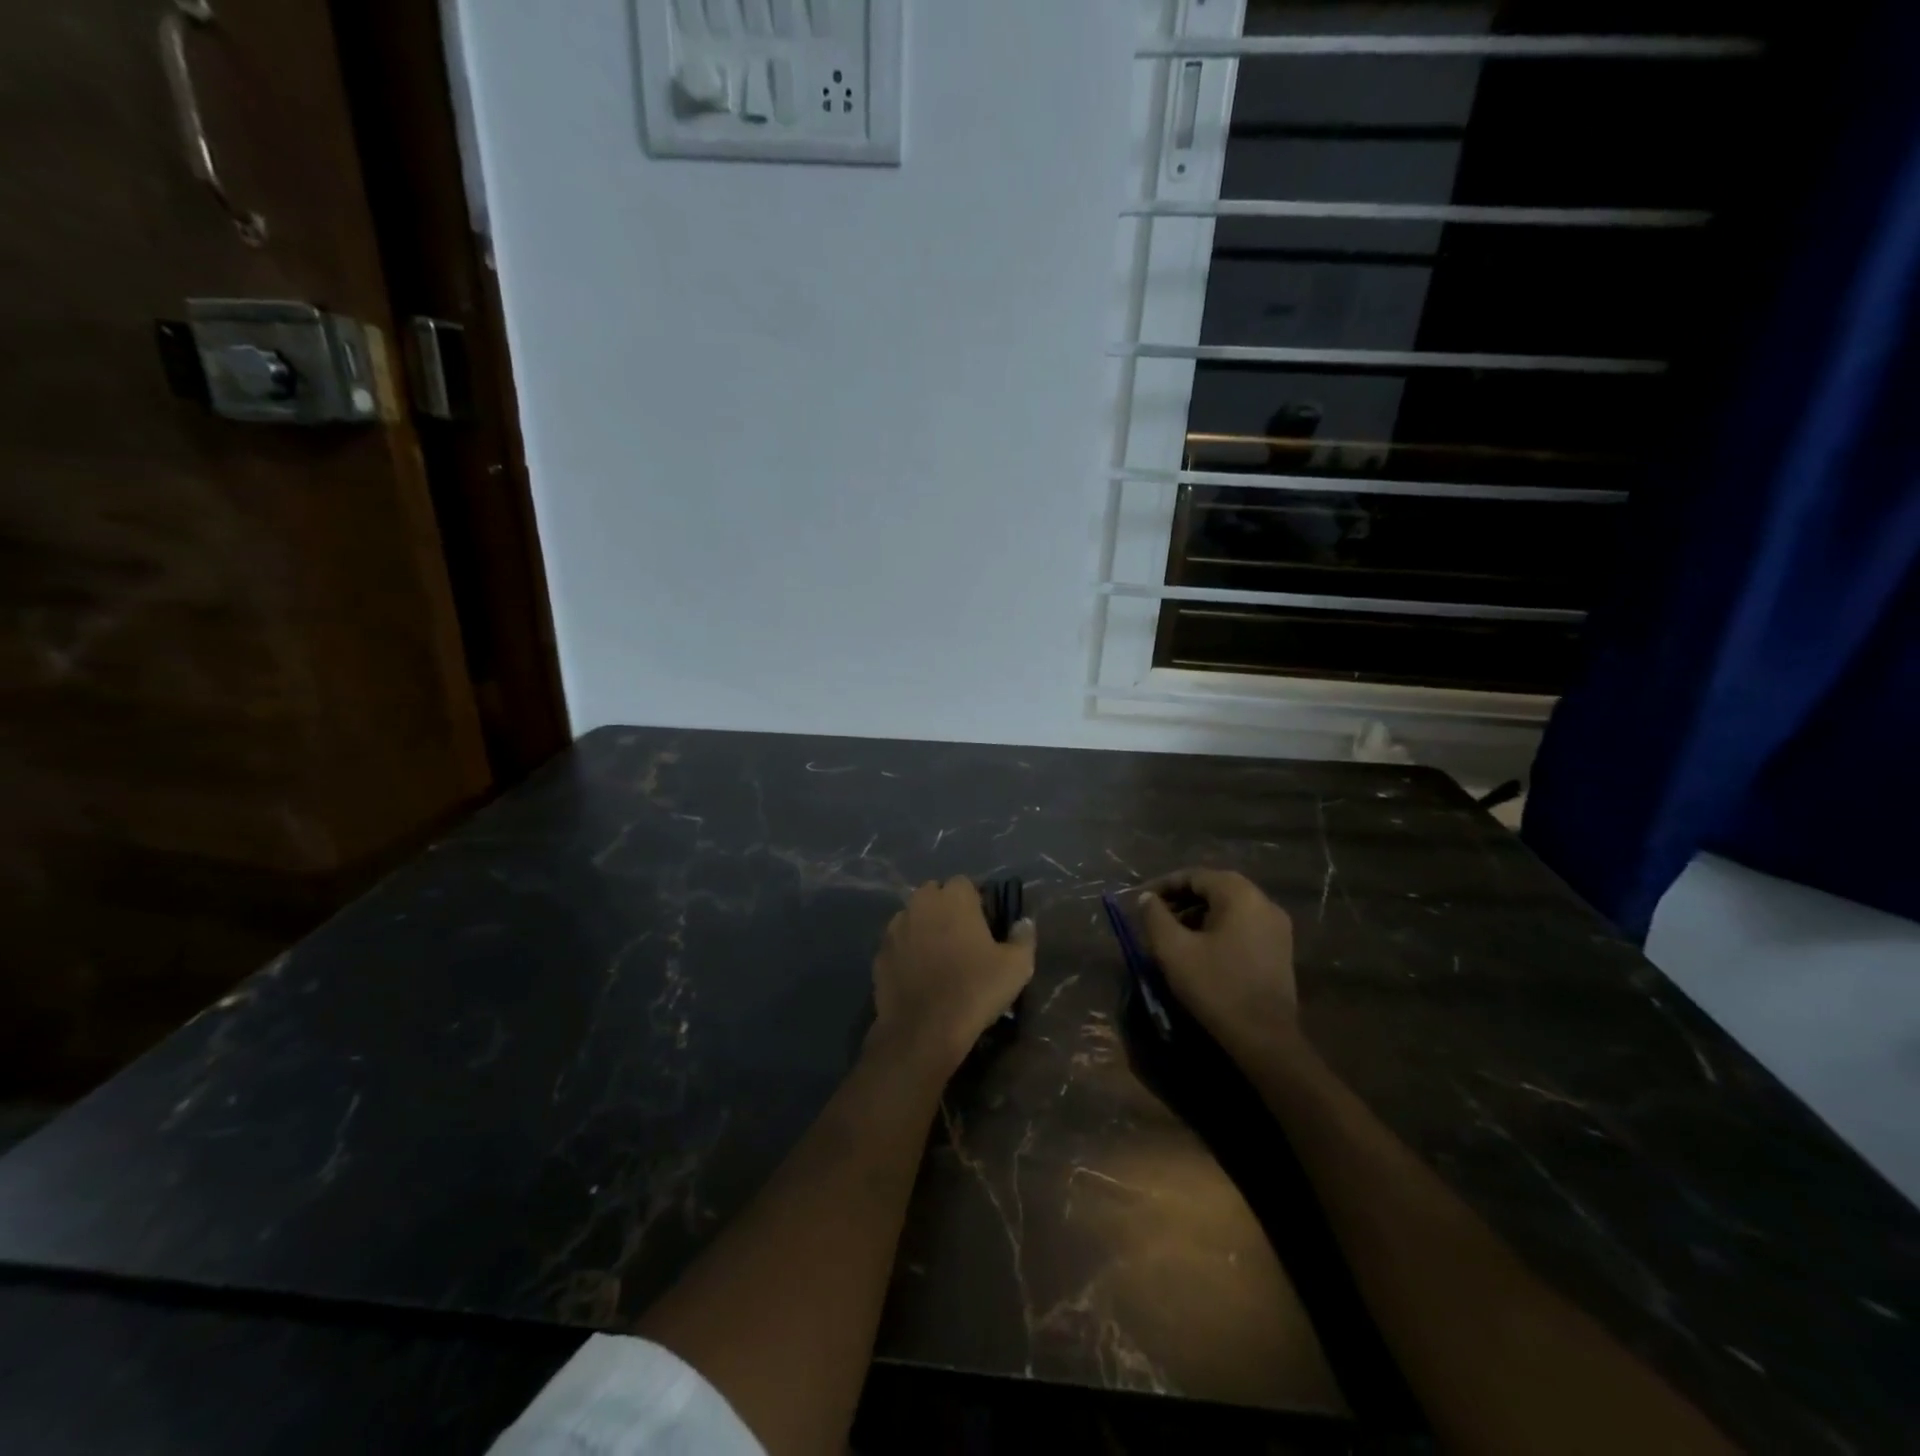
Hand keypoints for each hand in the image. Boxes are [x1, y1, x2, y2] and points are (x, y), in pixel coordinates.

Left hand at [870, 878, 1035, 1070]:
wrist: (924, 1030)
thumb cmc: (975, 990)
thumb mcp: (1016, 966)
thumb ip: (1023, 937)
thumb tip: (1023, 923)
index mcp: (953, 898)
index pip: (965, 884)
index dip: (976, 902)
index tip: (984, 925)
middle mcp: (920, 903)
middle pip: (935, 895)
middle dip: (947, 910)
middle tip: (962, 938)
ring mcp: (895, 927)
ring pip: (913, 917)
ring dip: (925, 928)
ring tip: (938, 958)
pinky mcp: (880, 953)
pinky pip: (898, 943)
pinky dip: (907, 951)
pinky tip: (919, 975)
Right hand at [1137, 869, 1296, 1052]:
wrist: (1265, 1038)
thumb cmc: (1216, 987)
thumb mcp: (1174, 950)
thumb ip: (1155, 917)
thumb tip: (1147, 898)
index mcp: (1240, 895)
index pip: (1195, 876)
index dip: (1165, 885)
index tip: (1142, 899)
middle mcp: (1264, 902)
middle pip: (1215, 888)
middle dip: (1182, 898)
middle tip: (1155, 915)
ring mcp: (1277, 926)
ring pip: (1230, 907)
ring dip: (1199, 913)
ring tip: (1173, 933)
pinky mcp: (1280, 948)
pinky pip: (1243, 924)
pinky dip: (1218, 927)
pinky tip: (1200, 948)